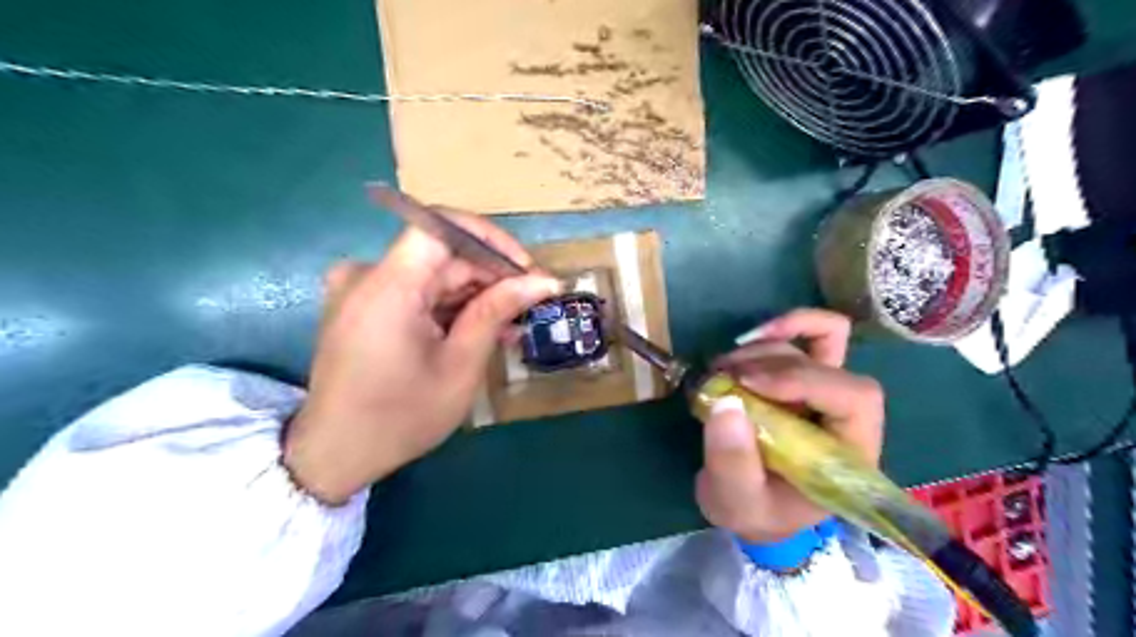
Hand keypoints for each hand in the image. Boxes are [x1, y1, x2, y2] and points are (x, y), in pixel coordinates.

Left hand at [285, 211, 556, 505]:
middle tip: (530, 304)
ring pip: (432, 274)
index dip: (490, 239)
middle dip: (489, 276)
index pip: (442, 226)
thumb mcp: (460, 364)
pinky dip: (448, 306)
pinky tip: (479, 330)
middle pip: (441, 254)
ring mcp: (361, 290)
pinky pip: (415, 292)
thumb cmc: (401, 416)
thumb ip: (498, 311)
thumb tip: (545, 280)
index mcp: (388, 287)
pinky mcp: (362, 306)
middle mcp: (367, 275)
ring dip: (473, 295)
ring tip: (511, 325)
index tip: (525, 269)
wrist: (335, 455)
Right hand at [697, 309, 882, 542]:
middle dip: (772, 365)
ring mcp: (827, 392)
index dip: (805, 380)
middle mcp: (847, 417)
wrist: (751, 504)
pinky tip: (749, 338)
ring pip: (813, 345)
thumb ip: (733, 462)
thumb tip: (726, 402)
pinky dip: (786, 326)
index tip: (748, 383)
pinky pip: (816, 335)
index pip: (855, 399)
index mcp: (850, 454)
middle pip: (829, 366)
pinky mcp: (805, 378)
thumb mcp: (737, 501)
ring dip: (761, 350)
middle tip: (722, 377)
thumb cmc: (755, 511)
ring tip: (719, 371)